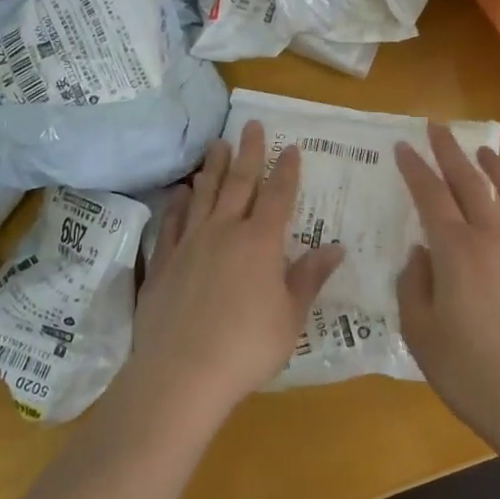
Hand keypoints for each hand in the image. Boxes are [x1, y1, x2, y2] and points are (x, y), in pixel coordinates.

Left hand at [126, 121, 346, 429]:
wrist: (181, 373)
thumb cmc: (247, 348)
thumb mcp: (290, 317)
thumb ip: (309, 277)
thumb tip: (335, 247)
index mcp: (260, 243)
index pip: (279, 196)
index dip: (287, 171)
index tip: (291, 147)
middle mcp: (225, 231)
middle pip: (239, 183)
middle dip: (248, 153)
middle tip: (251, 125)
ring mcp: (190, 243)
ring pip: (204, 195)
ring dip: (213, 168)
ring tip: (217, 144)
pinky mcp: (164, 261)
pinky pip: (173, 222)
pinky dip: (179, 203)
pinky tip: (181, 192)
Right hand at [395, 125, 499, 454]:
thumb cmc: (469, 371)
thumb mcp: (420, 331)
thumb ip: (414, 284)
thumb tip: (421, 253)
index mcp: (457, 251)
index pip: (431, 195)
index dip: (415, 168)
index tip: (403, 146)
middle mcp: (494, 240)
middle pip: (471, 183)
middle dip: (451, 151)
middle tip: (438, 128)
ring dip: (498, 168)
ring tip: (486, 152)